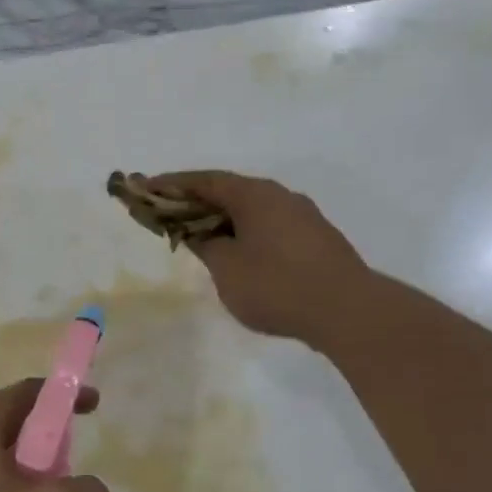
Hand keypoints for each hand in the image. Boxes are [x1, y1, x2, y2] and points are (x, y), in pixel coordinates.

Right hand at [152, 171, 368, 343]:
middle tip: (168, 214)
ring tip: (199, 237)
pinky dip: (244, 233)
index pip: (205, 181)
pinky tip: (237, 255)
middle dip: (196, 202)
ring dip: (222, 219)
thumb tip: (201, 233)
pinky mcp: (314, 240)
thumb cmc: (276, 285)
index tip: (146, 187)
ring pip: (251, 211)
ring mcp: (302, 217)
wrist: (346, 310)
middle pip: (229, 192)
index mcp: (255, 195)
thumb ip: (207, 245)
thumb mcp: (227, 268)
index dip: (172, 184)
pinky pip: (268, 227)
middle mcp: (280, 197)